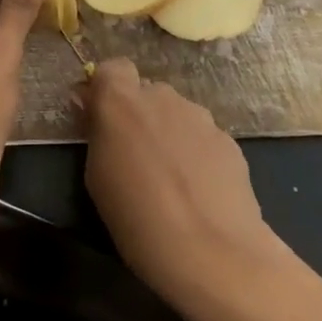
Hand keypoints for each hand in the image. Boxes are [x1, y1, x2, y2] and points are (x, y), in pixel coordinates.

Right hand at [79, 59, 289, 320]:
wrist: (212, 252)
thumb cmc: (136, 217)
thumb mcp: (96, 176)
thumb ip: (96, 133)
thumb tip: (93, 109)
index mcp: (121, 101)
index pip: (112, 67)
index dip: (106, 88)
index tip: (100, 116)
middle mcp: (162, 97)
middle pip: (147, 91)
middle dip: (139, 114)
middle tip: (134, 153)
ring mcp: (200, 117)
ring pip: (177, 114)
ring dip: (169, 132)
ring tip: (170, 177)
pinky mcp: (229, 141)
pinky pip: (202, 137)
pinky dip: (196, 153)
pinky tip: (197, 191)